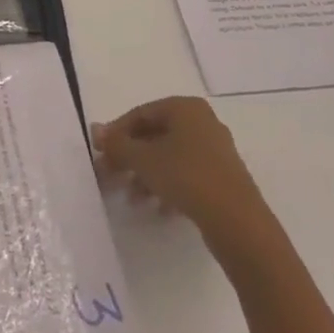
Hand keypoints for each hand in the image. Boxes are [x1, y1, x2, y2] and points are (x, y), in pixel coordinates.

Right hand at [91, 96, 260, 228]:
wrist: (239, 224)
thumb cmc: (187, 177)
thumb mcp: (144, 159)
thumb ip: (118, 144)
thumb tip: (94, 129)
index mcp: (185, 108)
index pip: (141, 114)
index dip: (117, 133)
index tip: (100, 153)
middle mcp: (202, 123)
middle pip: (155, 135)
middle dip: (131, 157)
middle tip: (111, 176)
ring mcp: (216, 151)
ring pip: (170, 157)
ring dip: (146, 175)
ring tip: (132, 199)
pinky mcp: (223, 179)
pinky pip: (187, 175)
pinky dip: (168, 187)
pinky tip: (158, 209)